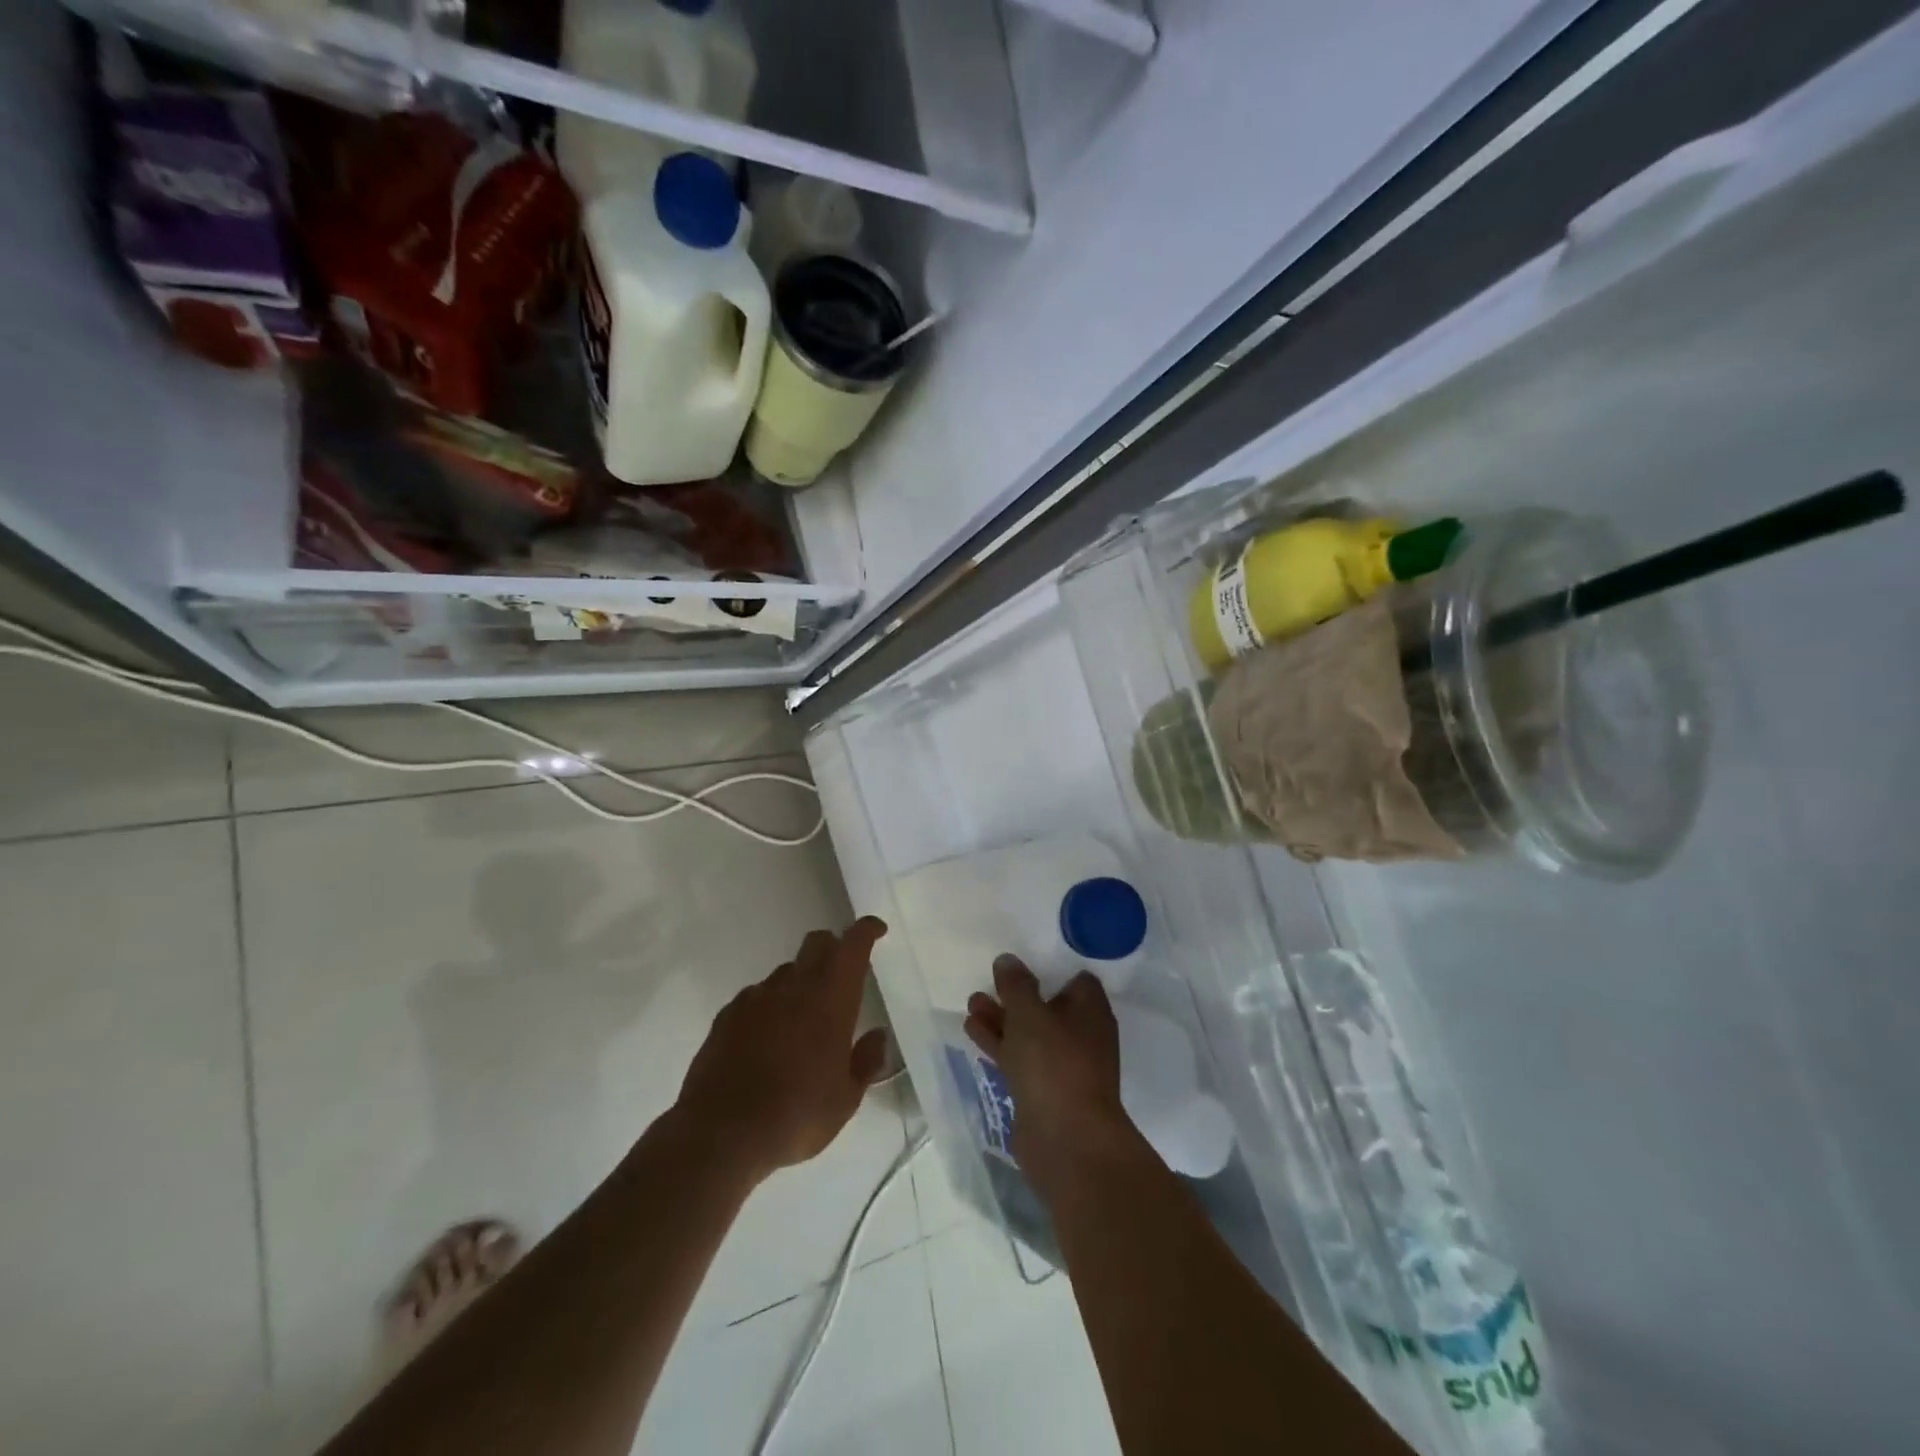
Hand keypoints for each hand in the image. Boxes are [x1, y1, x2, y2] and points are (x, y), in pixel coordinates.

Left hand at [677, 917, 893, 1182]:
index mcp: (831, 999)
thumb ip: (866, 1062)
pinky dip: (768, 1006)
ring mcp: (757, 998)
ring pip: (786, 971)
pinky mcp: (727, 1015)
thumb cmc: (796, 1115)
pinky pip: (756, 996)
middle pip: (816, 942)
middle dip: (833, 947)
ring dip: (799, 982)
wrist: (720, 1134)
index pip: (852, 946)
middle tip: (841, 974)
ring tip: (801, 1020)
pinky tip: (767, 1038)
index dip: (866, 931)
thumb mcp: (846, 1100)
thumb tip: (878, 1036)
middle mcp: (794, 987)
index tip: (876, 930)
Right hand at [964, 955, 1131, 1190]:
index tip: (1025, 959)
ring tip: (971, 1002)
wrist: (1065, 1141)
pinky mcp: (1043, 1090)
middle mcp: (1081, 1035)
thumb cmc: (1054, 1064)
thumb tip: (1007, 960)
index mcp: (1090, 1011)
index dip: (1051, 968)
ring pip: (1029, 1033)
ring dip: (1002, 1018)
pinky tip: (972, 1030)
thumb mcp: (1030, 1014)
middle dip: (1017, 995)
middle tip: (989, 981)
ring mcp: (1062, 1065)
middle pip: (1048, 1005)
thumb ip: (1016, 985)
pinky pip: (1019, 1057)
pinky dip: (999, 1043)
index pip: (1076, 980)